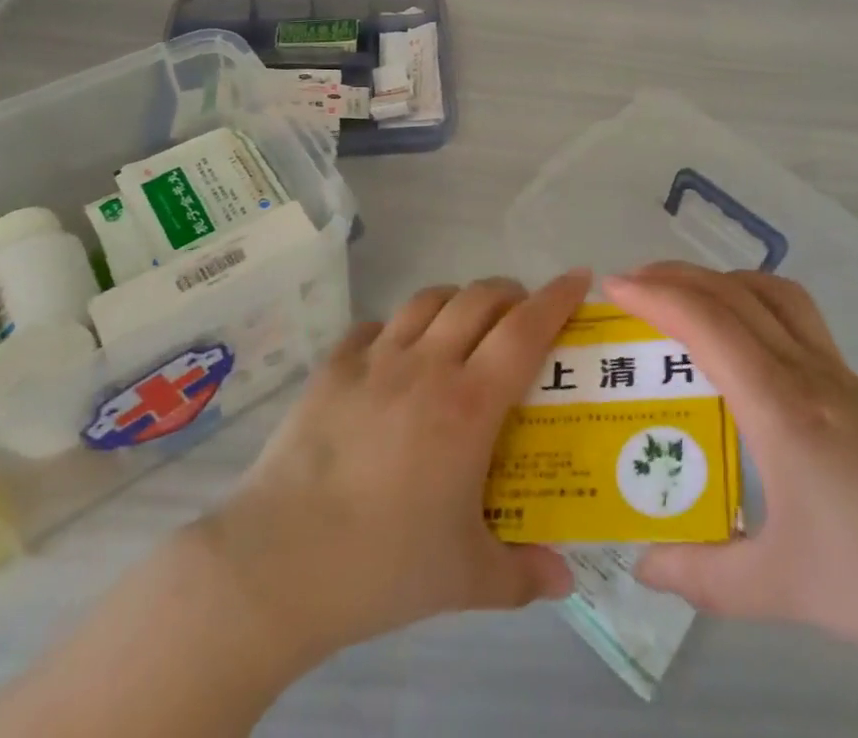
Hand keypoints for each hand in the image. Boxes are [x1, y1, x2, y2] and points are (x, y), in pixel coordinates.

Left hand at [192, 270, 590, 662]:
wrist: (278, 564)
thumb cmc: (383, 566)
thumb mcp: (465, 578)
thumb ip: (522, 574)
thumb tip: (565, 579)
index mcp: (469, 404)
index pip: (526, 329)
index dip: (557, 297)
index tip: (579, 278)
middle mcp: (427, 365)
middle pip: (480, 298)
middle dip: (511, 293)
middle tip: (523, 313)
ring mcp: (375, 360)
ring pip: (428, 300)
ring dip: (457, 300)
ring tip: (464, 323)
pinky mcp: (332, 368)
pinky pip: (372, 327)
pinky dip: (395, 328)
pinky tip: (393, 354)